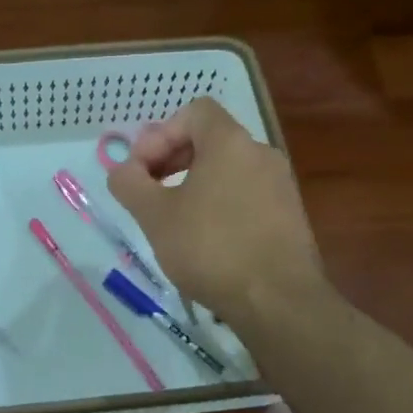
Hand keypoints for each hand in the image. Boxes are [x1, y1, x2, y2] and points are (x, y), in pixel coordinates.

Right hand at [106, 97, 323, 323]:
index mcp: (230, 143)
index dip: (161, 133)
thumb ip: (130, 184)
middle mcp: (261, 153)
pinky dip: (221, 203)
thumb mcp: (155, 216)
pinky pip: (247, 194)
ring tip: (174, 219)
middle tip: (150, 192)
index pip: (195, 111)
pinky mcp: (290, 215)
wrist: (278, 301)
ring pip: (229, 169)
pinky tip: (207, 240)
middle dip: (173, 158)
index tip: (143, 170)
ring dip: (195, 183)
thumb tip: (123, 171)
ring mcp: (281, 185)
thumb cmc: (211, 249)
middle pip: (211, 139)